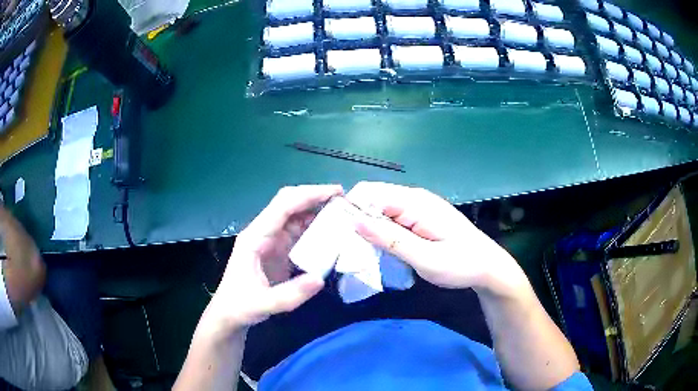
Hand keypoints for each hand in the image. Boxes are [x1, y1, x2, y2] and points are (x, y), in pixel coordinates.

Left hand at [205, 185, 342, 332]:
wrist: (229, 315)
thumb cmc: (240, 307)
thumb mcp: (264, 304)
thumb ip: (291, 294)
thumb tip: (320, 278)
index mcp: (255, 237)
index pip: (283, 206)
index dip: (309, 195)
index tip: (337, 192)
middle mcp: (263, 232)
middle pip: (290, 204)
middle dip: (316, 197)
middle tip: (346, 201)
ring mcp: (271, 240)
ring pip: (297, 216)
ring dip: (319, 212)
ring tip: (345, 215)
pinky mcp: (278, 250)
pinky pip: (299, 233)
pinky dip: (317, 229)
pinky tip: (333, 234)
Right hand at [347, 182, 526, 295]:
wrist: (487, 268)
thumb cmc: (460, 264)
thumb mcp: (425, 258)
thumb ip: (390, 239)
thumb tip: (354, 221)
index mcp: (415, 202)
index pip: (369, 193)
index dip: (350, 210)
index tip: (341, 236)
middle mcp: (414, 198)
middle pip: (372, 199)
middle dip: (356, 220)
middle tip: (350, 248)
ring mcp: (417, 208)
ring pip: (379, 209)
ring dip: (367, 228)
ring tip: (362, 251)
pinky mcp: (419, 218)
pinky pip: (390, 218)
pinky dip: (380, 232)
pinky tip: (380, 249)